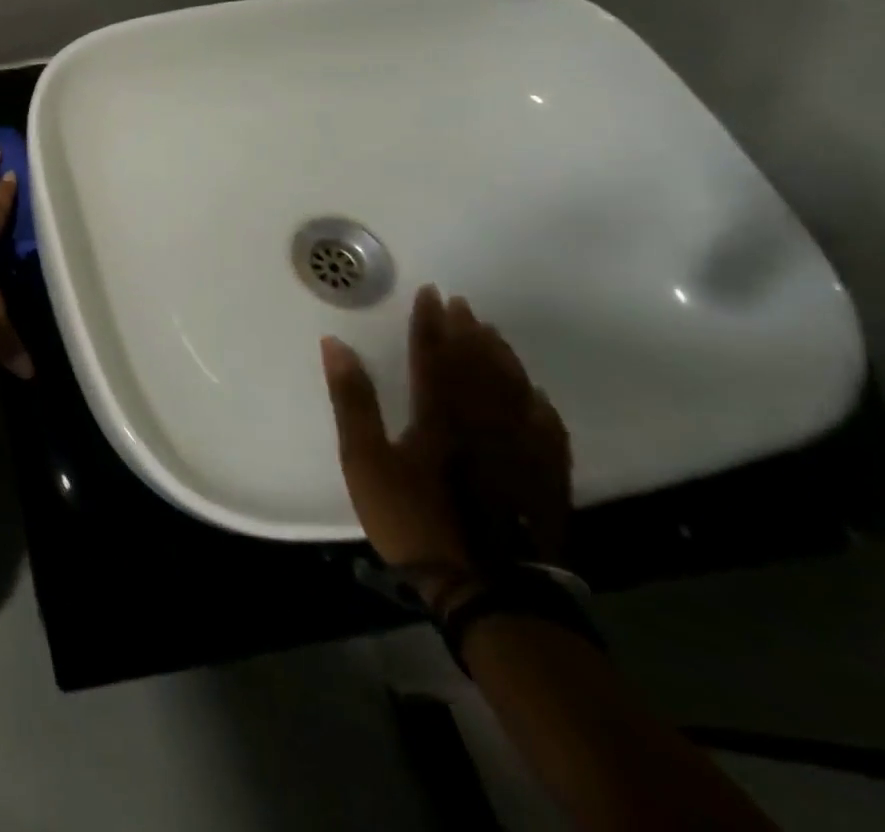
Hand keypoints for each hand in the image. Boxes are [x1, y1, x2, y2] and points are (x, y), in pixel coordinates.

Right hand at [321, 286, 570, 607]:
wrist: (485, 590)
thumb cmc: (414, 518)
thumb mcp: (365, 459)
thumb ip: (353, 399)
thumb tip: (336, 345)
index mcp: (440, 414)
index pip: (434, 355)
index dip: (430, 323)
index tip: (431, 293)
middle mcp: (485, 422)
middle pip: (477, 366)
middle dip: (467, 331)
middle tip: (462, 304)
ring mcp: (521, 451)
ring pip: (515, 391)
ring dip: (502, 358)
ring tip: (493, 334)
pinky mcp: (545, 480)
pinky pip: (548, 430)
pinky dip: (539, 405)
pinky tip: (536, 395)